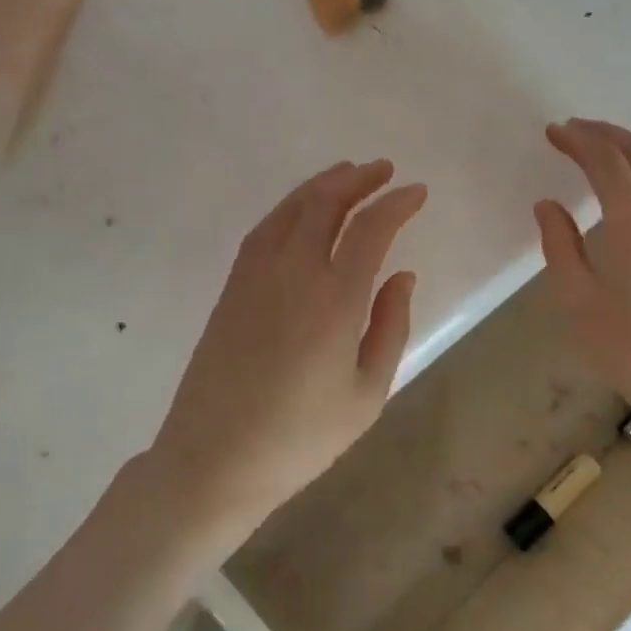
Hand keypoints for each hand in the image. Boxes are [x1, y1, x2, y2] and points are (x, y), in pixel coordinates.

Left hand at [150, 159, 426, 536]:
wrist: (213, 460)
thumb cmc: (300, 437)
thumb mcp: (367, 394)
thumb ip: (390, 327)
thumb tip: (403, 275)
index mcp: (335, 299)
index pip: (371, 229)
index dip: (397, 204)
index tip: (418, 192)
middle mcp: (293, 273)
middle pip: (326, 204)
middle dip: (359, 180)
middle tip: (384, 170)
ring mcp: (255, 276)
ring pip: (291, 209)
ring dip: (322, 184)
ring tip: (347, 174)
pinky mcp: (232, 287)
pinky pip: (264, 229)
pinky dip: (289, 207)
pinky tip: (301, 210)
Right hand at [534, 120, 630, 444]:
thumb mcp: (579, 302)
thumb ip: (560, 247)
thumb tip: (549, 207)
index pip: (606, 162)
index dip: (579, 140)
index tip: (554, 131)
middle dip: (607, 133)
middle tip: (576, 129)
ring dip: (630, 151)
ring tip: (599, 153)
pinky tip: (630, 193)